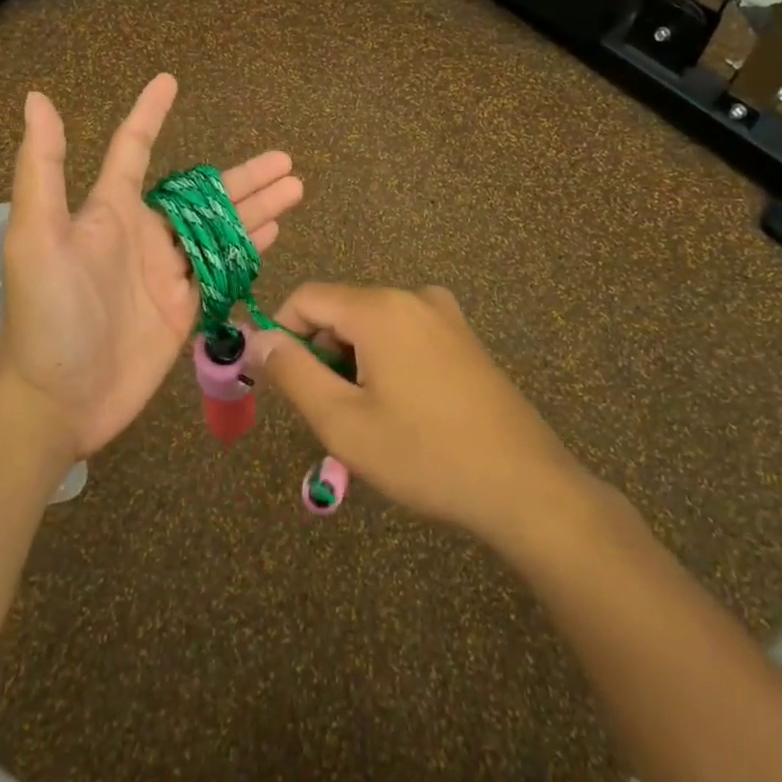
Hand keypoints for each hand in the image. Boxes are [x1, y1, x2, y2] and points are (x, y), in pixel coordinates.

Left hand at [0, 73, 303, 457]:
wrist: (56, 399)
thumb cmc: (46, 314)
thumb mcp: (36, 236)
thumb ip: (43, 169)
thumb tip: (37, 99)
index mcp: (109, 211)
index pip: (135, 149)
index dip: (150, 114)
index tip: (170, 81)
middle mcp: (143, 235)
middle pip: (202, 193)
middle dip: (242, 175)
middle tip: (285, 159)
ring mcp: (167, 272)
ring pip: (220, 228)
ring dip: (256, 206)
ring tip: (295, 187)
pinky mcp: (183, 307)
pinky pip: (221, 267)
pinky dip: (248, 246)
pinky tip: (274, 230)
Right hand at [248, 283, 588, 546]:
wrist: (524, 485)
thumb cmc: (425, 454)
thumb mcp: (343, 422)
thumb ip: (292, 373)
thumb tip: (257, 338)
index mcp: (380, 308)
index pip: (307, 297)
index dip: (282, 333)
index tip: (281, 382)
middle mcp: (413, 297)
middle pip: (341, 310)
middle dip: (322, 354)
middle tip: (331, 414)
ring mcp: (445, 315)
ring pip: (373, 326)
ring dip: (355, 363)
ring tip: (370, 421)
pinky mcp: (464, 338)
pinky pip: (405, 335)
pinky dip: (387, 363)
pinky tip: (405, 412)